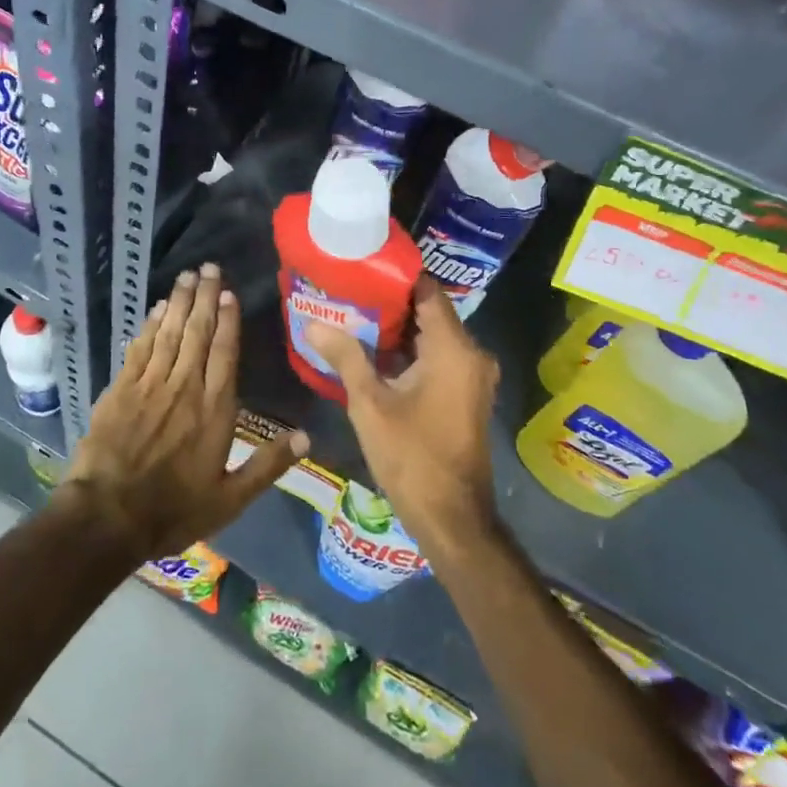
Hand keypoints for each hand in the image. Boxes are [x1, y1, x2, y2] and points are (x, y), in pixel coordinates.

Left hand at [63, 264, 307, 562]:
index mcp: (214, 410)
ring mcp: (150, 385)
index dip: (228, 320)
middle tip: (208, 267)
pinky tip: (156, 308)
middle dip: (204, 297)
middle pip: (197, 333)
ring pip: (169, 333)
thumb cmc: (173, 510)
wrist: (107, 517)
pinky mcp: (121, 389)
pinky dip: (149, 325)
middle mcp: (184, 388)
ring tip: (187, 275)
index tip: (229, 293)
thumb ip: (268, 464)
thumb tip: (307, 436)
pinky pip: (140, 348)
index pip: (224, 353)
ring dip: (178, 302)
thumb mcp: (230, 499)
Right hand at [308, 277, 499, 557]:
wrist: (452, 518)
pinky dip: (412, 351)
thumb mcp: (370, 404)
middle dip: (391, 303)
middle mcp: (472, 354)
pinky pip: (440, 356)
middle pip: (430, 312)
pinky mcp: (468, 393)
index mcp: (454, 349)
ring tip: (355, 316)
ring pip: (434, 336)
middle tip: (349, 292)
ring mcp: (473, 375)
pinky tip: (376, 351)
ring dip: (399, 329)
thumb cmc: (411, 457)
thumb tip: (313, 323)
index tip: (361, 268)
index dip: (395, 277)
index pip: (427, 291)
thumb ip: (345, 357)